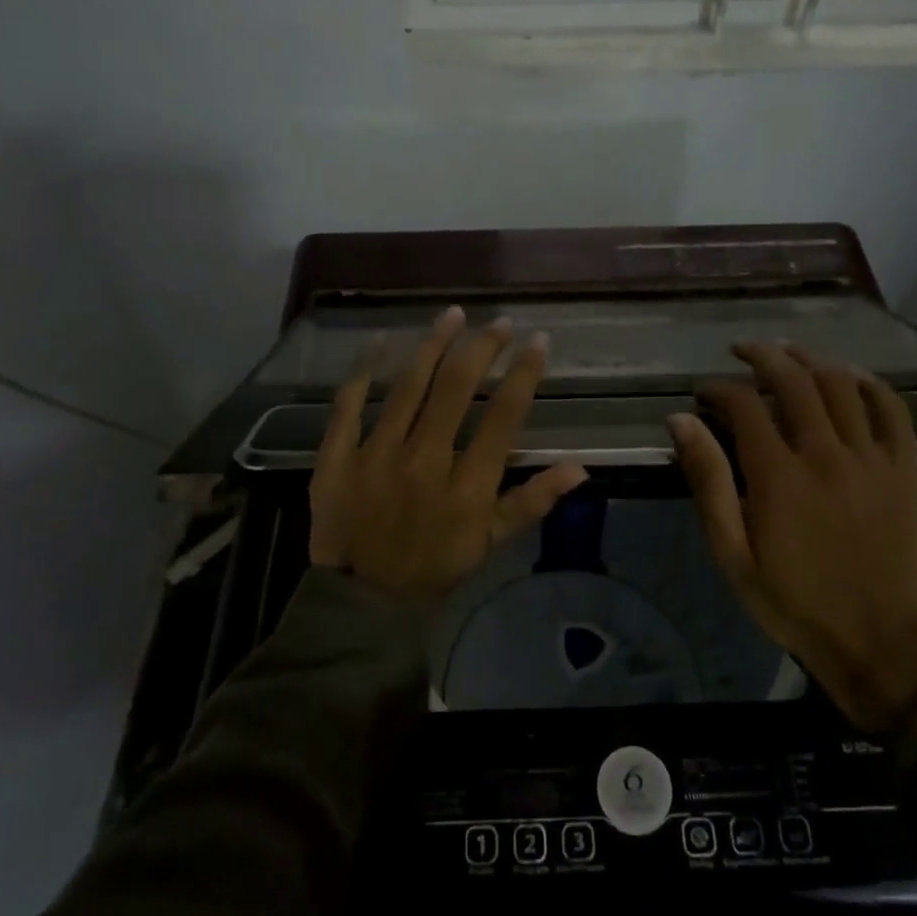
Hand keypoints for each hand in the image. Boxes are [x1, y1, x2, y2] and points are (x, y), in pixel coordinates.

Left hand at [309, 306, 589, 599]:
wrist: (361, 600)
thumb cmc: (434, 566)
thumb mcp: (490, 542)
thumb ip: (532, 501)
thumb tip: (580, 467)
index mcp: (466, 487)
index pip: (502, 417)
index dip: (524, 375)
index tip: (538, 342)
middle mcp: (423, 461)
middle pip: (454, 389)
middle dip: (482, 348)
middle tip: (499, 323)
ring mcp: (375, 455)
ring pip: (407, 387)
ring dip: (432, 346)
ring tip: (452, 315)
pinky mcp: (336, 457)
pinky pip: (348, 404)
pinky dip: (364, 370)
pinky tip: (382, 341)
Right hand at [668, 344, 916, 733]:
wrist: (875, 640)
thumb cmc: (791, 600)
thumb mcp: (732, 550)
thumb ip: (708, 481)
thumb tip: (681, 422)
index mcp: (778, 475)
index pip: (745, 405)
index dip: (719, 388)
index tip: (703, 392)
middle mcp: (826, 453)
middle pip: (794, 380)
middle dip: (762, 357)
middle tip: (741, 353)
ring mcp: (871, 458)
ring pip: (842, 385)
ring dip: (811, 360)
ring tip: (789, 354)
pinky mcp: (903, 470)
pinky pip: (893, 411)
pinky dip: (871, 385)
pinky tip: (851, 377)